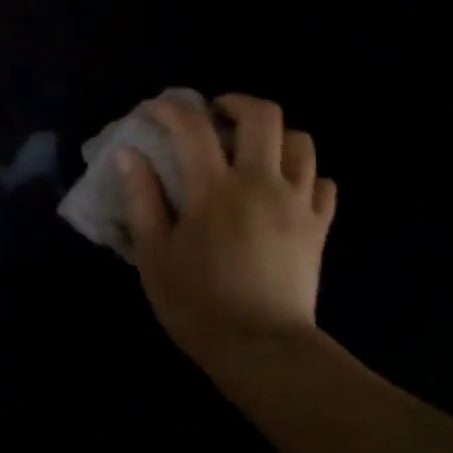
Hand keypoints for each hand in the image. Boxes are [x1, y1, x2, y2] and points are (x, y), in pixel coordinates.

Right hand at [118, 93, 335, 368]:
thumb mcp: (153, 253)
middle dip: (236, 103)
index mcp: (214, 189)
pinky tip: (283, 189)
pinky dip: (304, 175)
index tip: (154, 112)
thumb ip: (141, 199)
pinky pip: (323, 183)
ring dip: (275, 136)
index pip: (193, 127)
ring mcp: (298, 204)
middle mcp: (262, 183)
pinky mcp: (319, 228)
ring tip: (251, 152)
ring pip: (302, 143)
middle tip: (214, 116)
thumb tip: (129, 154)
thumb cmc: (196, 303)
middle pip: (264, 116)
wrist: (262, 349)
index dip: (170, 109)